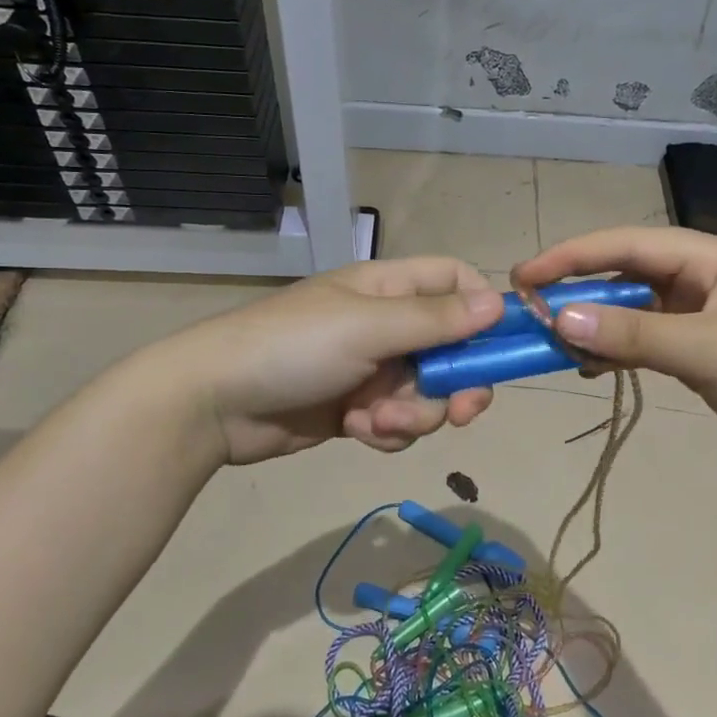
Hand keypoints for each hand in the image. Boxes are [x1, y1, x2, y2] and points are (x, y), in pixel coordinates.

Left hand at [172, 257, 503, 464]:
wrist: (214, 404)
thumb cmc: (293, 347)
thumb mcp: (367, 327)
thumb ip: (434, 320)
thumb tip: (499, 304)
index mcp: (389, 289)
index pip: (455, 282)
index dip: (483, 308)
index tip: (502, 344)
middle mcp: (387, 325)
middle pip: (453, 349)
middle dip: (458, 383)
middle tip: (462, 411)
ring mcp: (373, 370)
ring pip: (428, 394)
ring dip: (413, 415)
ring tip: (376, 423)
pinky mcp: (358, 411)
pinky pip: (399, 423)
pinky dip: (387, 433)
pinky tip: (357, 432)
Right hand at [512, 227, 716, 468]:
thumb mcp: (705, 348)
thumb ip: (632, 333)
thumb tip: (561, 318)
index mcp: (710, 258)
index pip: (627, 245)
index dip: (572, 255)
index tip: (524, 275)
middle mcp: (703, 279)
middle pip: (628, 275)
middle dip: (581, 291)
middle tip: (532, 313)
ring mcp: (704, 317)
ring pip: (634, 311)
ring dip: (597, 324)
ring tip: (556, 344)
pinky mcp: (704, 353)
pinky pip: (648, 342)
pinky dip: (618, 351)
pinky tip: (592, 366)